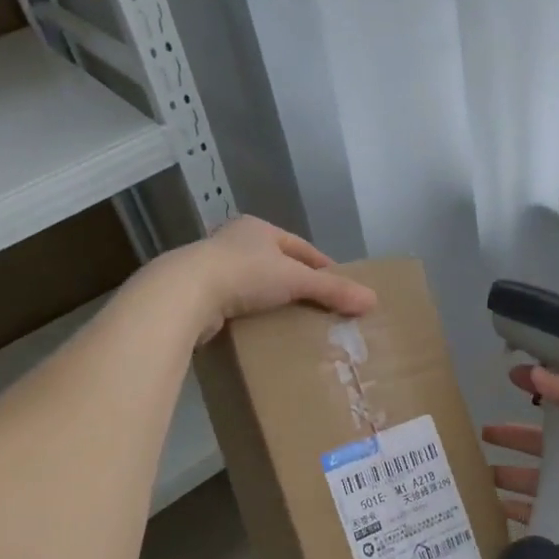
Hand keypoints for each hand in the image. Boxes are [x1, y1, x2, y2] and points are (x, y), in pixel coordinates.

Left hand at [166, 216, 376, 340]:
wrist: (186, 293)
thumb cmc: (245, 274)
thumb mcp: (296, 279)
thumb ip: (333, 290)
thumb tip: (373, 301)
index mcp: (258, 228)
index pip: (299, 246)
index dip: (321, 266)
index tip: (339, 286)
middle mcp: (234, 241)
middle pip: (276, 264)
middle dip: (297, 284)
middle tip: (319, 308)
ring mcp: (213, 266)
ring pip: (254, 284)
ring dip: (272, 300)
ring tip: (294, 321)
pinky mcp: (199, 293)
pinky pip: (235, 303)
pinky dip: (251, 314)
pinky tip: (262, 329)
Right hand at [482, 363, 558, 558]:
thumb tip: (533, 372)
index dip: (539, 390)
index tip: (511, 379)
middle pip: (546, 445)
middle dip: (515, 439)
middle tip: (484, 434)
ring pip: (542, 480)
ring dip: (513, 475)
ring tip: (482, 473)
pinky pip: (548, 514)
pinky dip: (523, 512)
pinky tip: (499, 507)